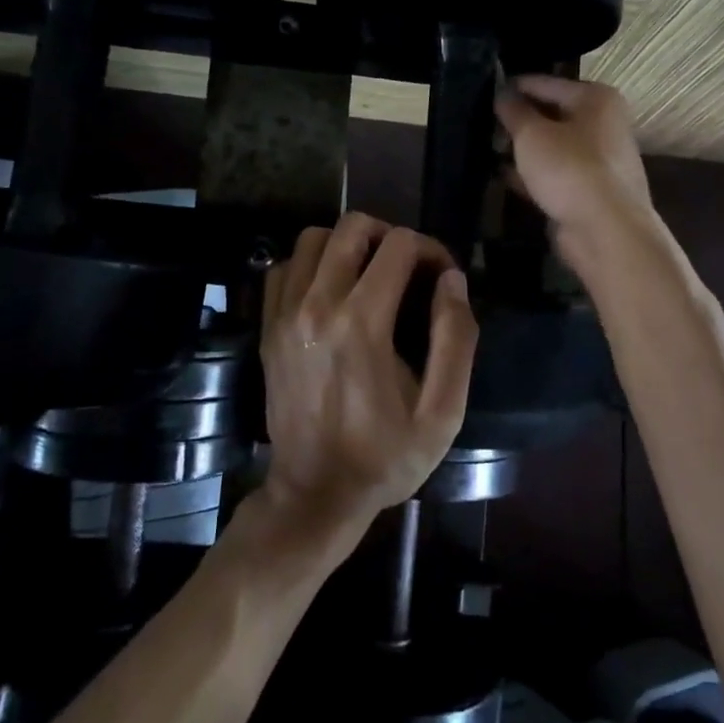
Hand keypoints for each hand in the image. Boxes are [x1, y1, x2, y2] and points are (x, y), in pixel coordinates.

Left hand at [258, 214, 478, 545]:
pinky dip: (311, 264)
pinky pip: (285, 267)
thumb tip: (452, 280)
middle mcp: (316, 306)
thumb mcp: (442, 412)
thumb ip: (456, 339)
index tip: (442, 278)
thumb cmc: (385, 457)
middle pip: (352, 227)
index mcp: (362, 324)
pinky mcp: (267, 328)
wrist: (314, 495)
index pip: (400, 245)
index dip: (431, 250)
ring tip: (369, 274)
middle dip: (390, 236)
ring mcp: (284, 315)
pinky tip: (331, 291)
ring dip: (347, 245)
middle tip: (407, 269)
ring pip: (313, 238)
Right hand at [495, 76, 654, 267]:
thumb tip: (502, 94)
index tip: (484, 90)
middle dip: (519, 119)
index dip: (514, 86)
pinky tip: (504, 176)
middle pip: (552, 114)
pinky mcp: (589, 191)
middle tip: (482, 121)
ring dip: (524, 148)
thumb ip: (514, 111)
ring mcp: (599, 160)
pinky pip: (555, 174)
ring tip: (487, 146)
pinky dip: (532, 174)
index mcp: (596, 99)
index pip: (546, 83)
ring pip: (552, 146)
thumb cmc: (569, 169)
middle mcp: (603, 124)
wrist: (606, 231)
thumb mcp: (532, 134)